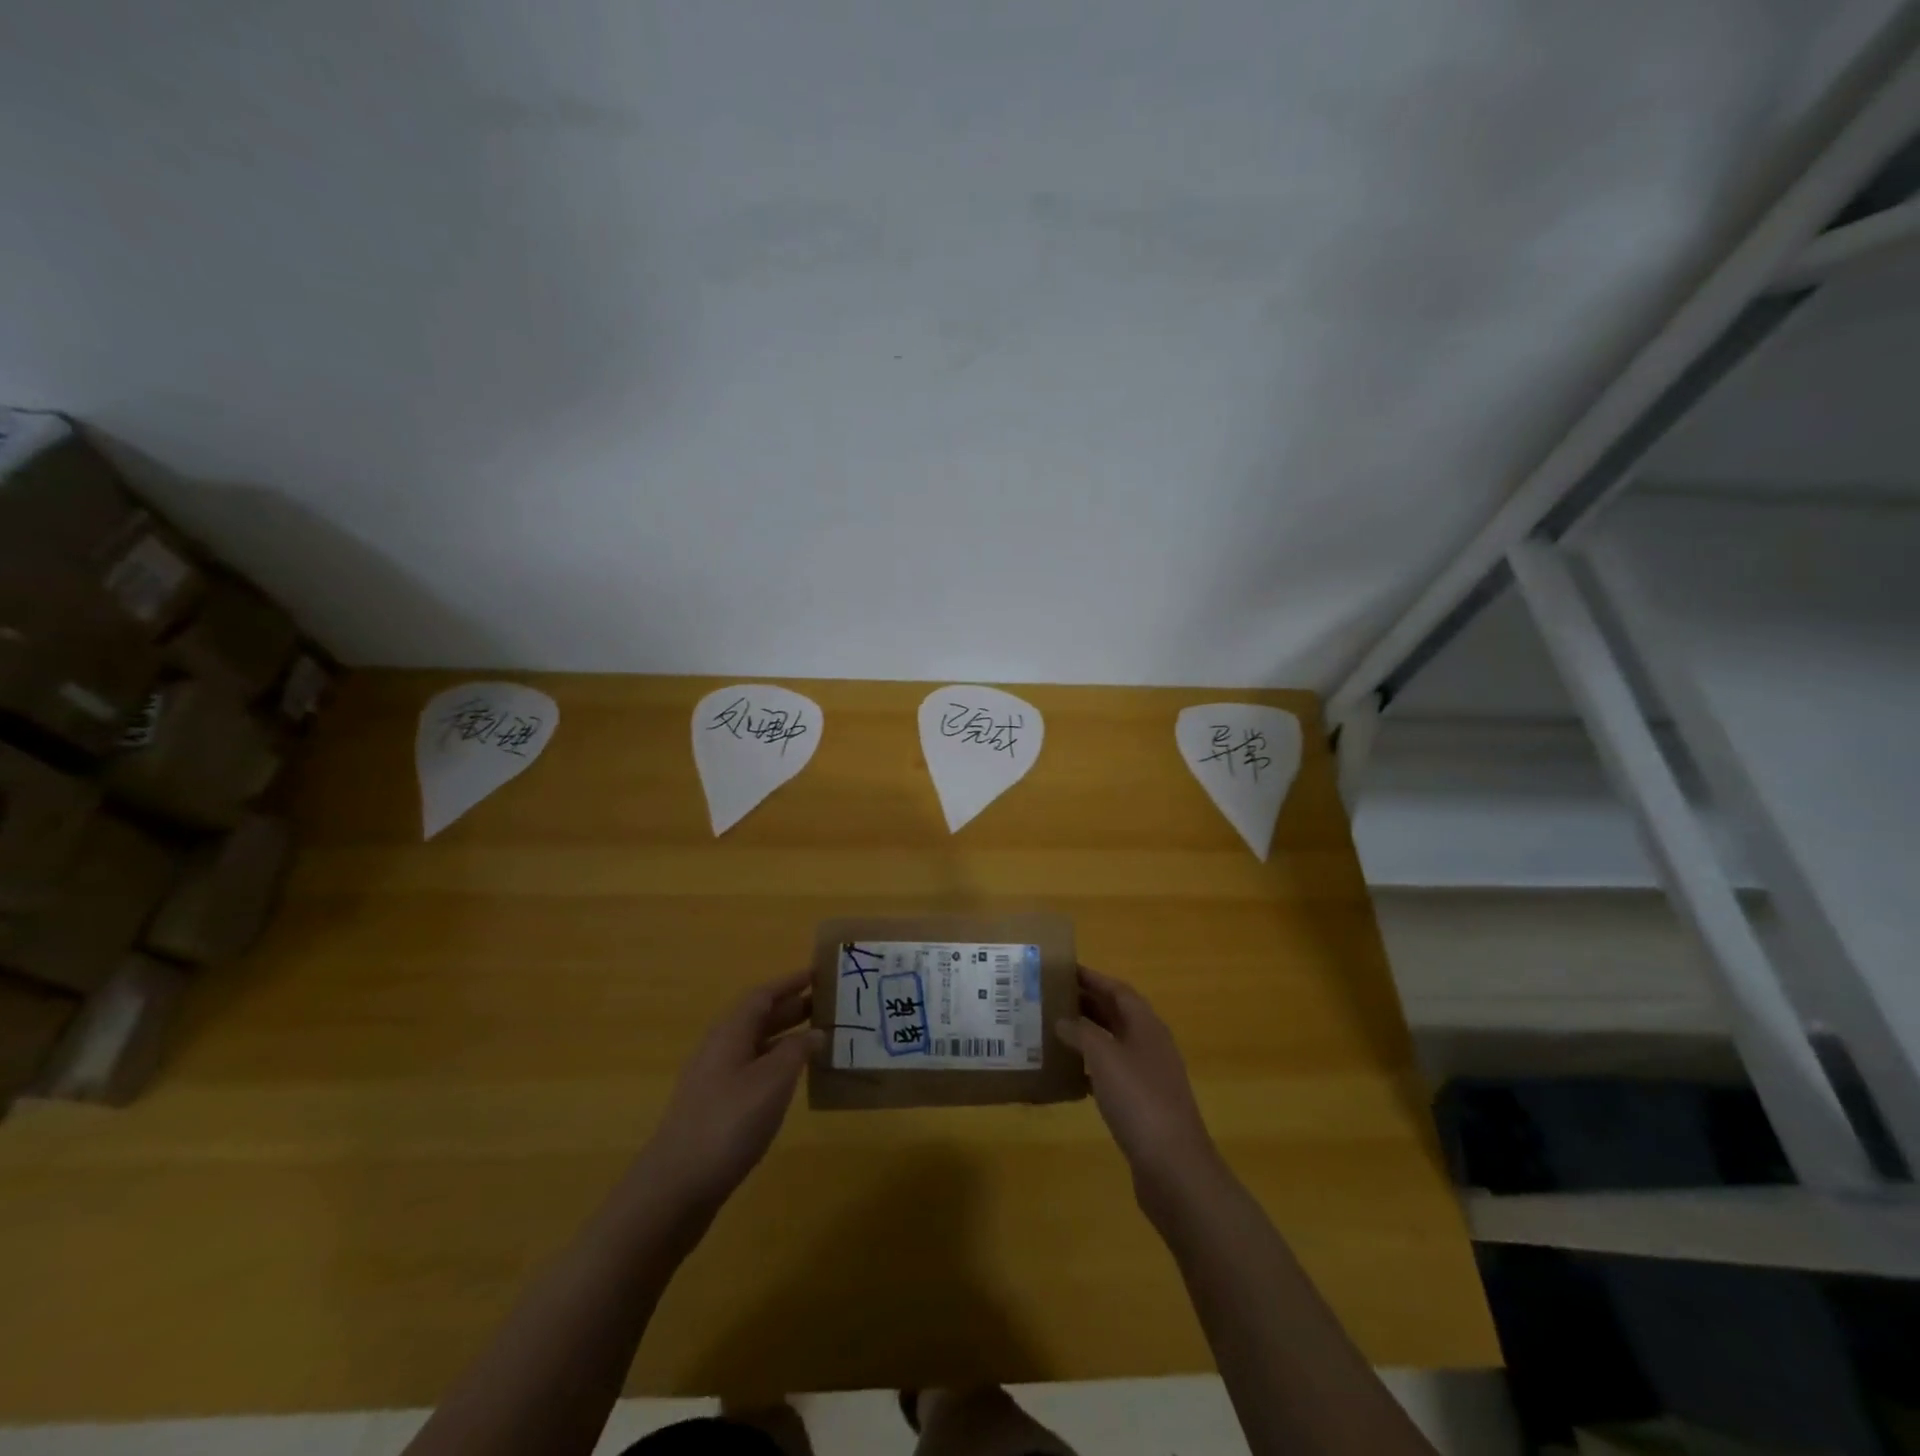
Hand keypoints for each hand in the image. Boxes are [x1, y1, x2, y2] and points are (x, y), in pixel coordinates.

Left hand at [642, 969, 823, 1213]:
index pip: (763, 995)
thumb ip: (797, 1051)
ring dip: (786, 1037)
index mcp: (730, 1032)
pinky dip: (776, 1065)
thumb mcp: (773, 1081)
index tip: (819, 973)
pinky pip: (752, 1070)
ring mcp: (714, 1079)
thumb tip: (816, 1032)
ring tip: (819, 1039)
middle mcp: (720, 1048)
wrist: (676, 1186)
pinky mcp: (715, 1108)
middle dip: (792, 1008)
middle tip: (828, 1005)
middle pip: (759, 1018)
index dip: (791, 982)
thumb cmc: (729, 1122)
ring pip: (756, 1045)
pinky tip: (793, 1081)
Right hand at [1057, 966, 1218, 1200]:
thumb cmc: (1139, 1100)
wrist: (1174, 1167)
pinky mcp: (1143, 1105)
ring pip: (1114, 1044)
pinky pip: (1113, 1073)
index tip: (1063, 970)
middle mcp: (1150, 1045)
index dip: (1092, 978)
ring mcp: (1149, 1076)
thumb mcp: (1104, 1058)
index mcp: (1147, 1026)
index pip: (1118, 990)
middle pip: (1117, 1015)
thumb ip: (1081, 1033)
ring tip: (1054, 1031)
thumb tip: (1062, 1020)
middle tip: (1051, 998)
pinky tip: (1070, 1074)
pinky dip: (1091, 1067)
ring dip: (1087, 1035)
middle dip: (1087, 1003)